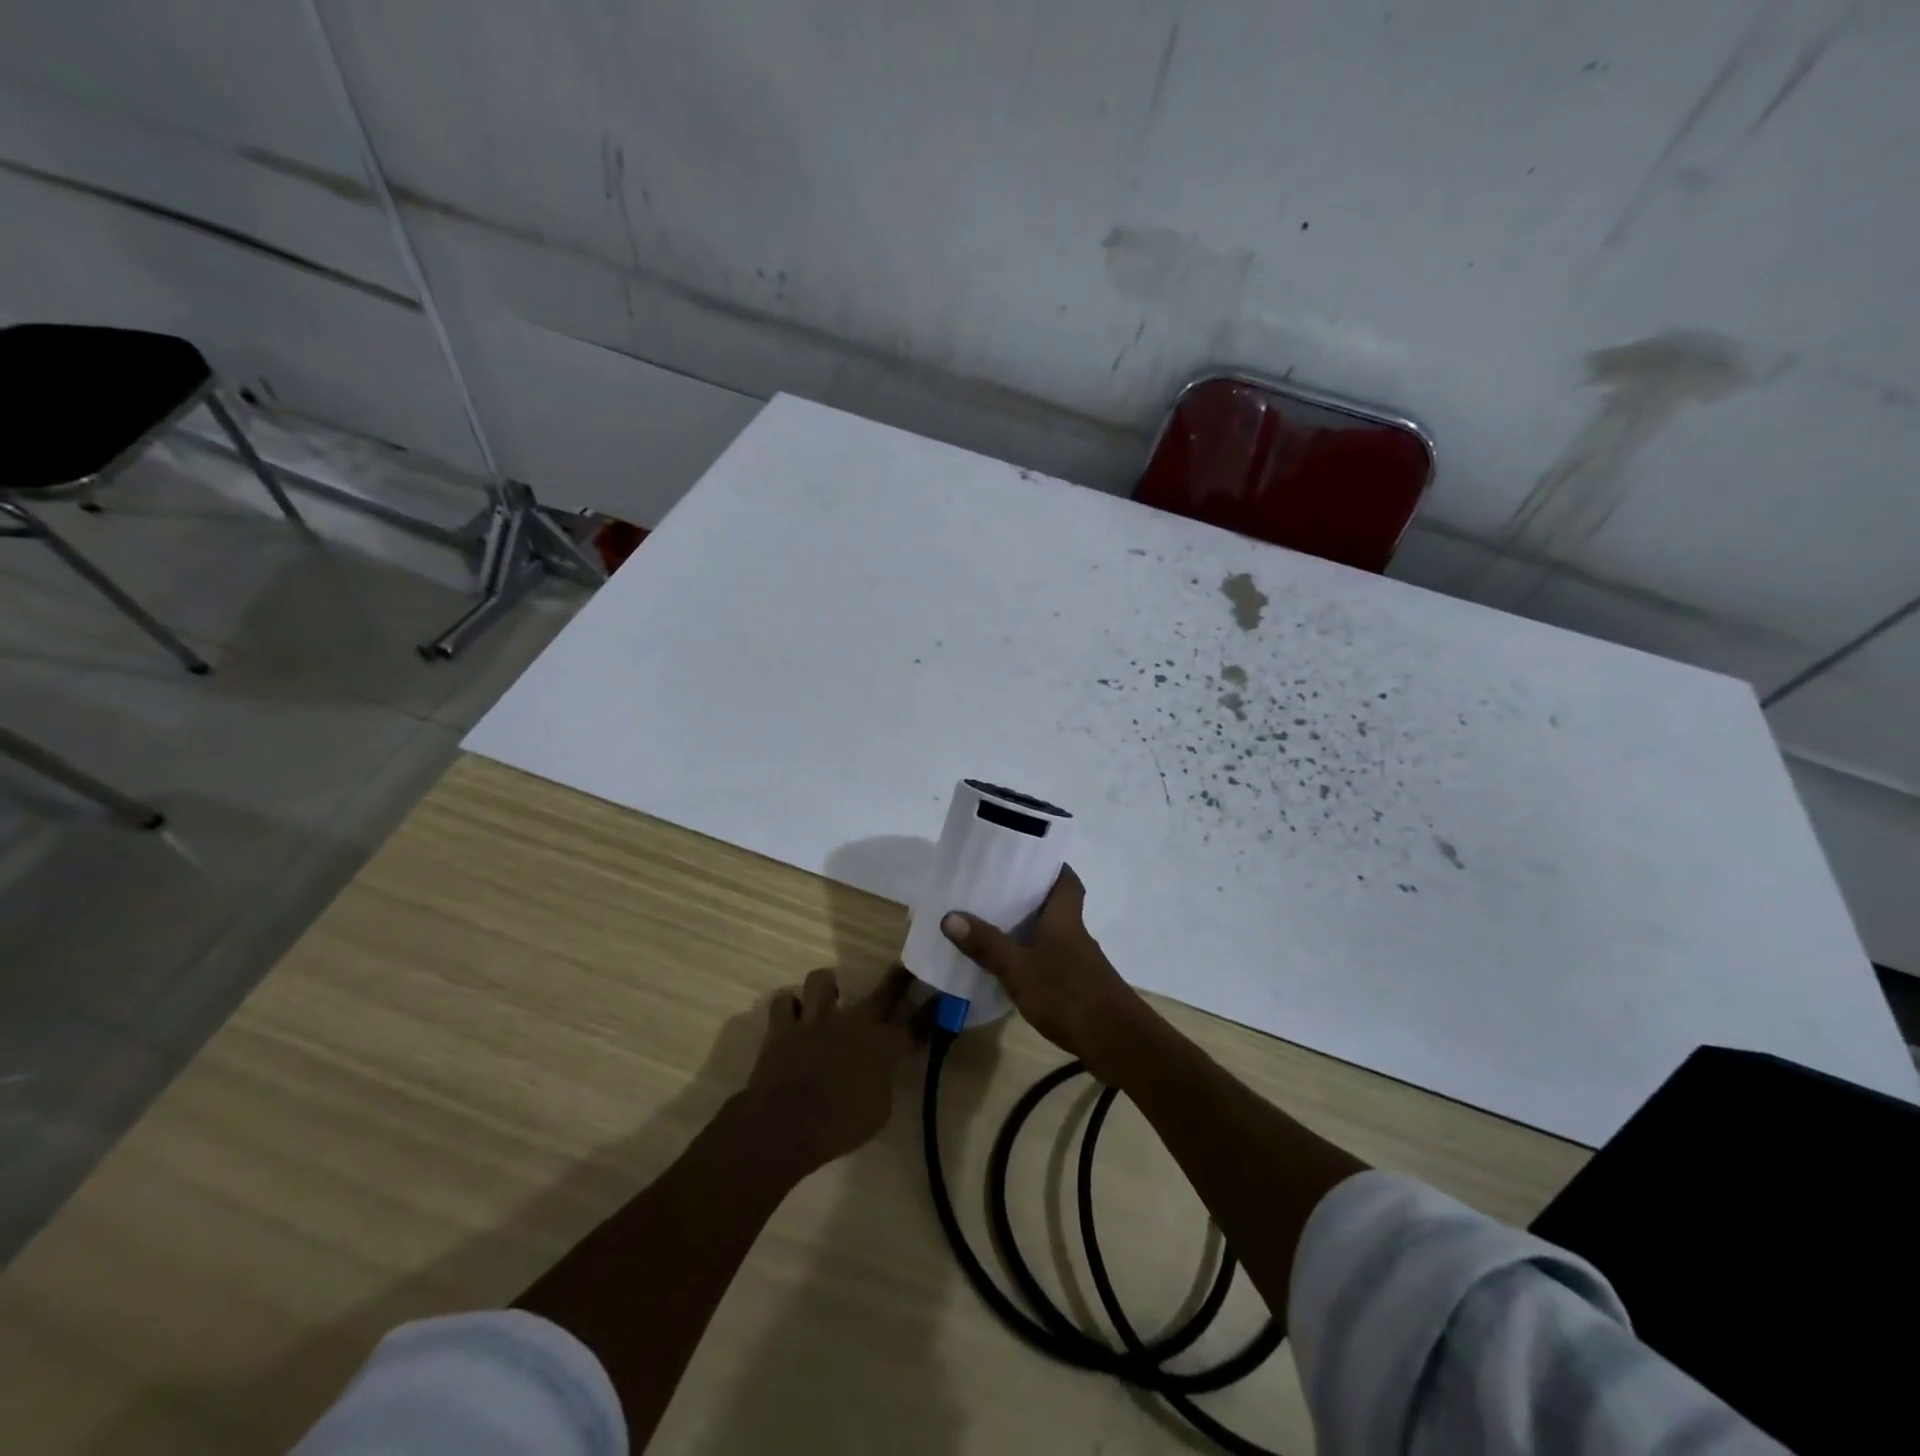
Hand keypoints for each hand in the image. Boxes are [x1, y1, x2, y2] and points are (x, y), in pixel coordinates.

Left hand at [741, 966, 926, 1175]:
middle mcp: (853, 1023)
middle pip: (883, 992)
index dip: (928, 1012)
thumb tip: (879, 1071)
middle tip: (903, 970)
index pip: (915, 1024)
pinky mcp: (783, 1028)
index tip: (938, 999)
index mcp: (882, 1045)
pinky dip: (788, 1007)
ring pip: (822, 980)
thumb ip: (882, 1082)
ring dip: (827, 986)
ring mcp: (816, 1020)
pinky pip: (783, 1003)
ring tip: (829, 996)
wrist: (785, 1125)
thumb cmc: (839, 1126)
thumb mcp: (878, 1111)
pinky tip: (792, 1016)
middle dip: (898, 979)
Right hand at [940, 867, 1151, 1081]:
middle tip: (994, 889)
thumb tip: (949, 915)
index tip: (1025, 858)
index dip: (1051, 866)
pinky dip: (1033, 958)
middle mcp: (1075, 933)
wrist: (1118, 1043)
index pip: (1066, 880)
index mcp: (1065, 918)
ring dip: (1029, 928)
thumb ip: (987, 945)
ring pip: (1053, 933)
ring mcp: (1080, 962)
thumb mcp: (1019, 970)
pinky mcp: (1080, 987)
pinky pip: (1052, 960)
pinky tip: (1011, 969)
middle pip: (1056, 904)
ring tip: (992, 925)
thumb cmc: (1069, 995)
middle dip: (1029, 896)